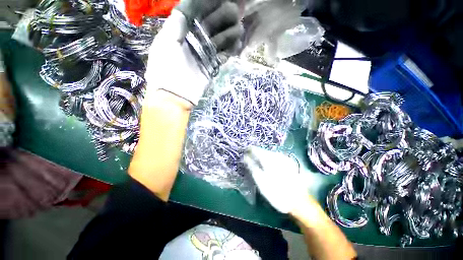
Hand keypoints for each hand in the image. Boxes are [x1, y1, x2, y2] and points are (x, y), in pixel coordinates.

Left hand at [144, 0, 242, 105]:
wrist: (174, 95)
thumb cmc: (165, 69)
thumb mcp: (165, 43)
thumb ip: (176, 24)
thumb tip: (185, 7)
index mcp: (180, 33)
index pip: (194, 14)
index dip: (206, 5)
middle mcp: (193, 42)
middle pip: (209, 26)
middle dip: (221, 18)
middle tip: (235, 12)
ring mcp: (203, 56)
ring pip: (218, 41)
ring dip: (228, 34)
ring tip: (239, 29)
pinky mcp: (211, 68)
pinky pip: (222, 57)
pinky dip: (230, 51)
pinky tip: (238, 45)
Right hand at [243, 146, 309, 213]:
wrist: (299, 202)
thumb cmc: (277, 193)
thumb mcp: (261, 181)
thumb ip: (252, 167)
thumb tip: (245, 157)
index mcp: (268, 159)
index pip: (255, 149)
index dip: (248, 150)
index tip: (243, 154)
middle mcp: (276, 155)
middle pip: (262, 150)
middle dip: (255, 153)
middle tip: (249, 159)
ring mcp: (283, 158)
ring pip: (268, 153)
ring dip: (261, 156)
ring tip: (257, 161)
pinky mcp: (288, 163)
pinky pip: (275, 157)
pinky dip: (269, 159)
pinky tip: (268, 165)